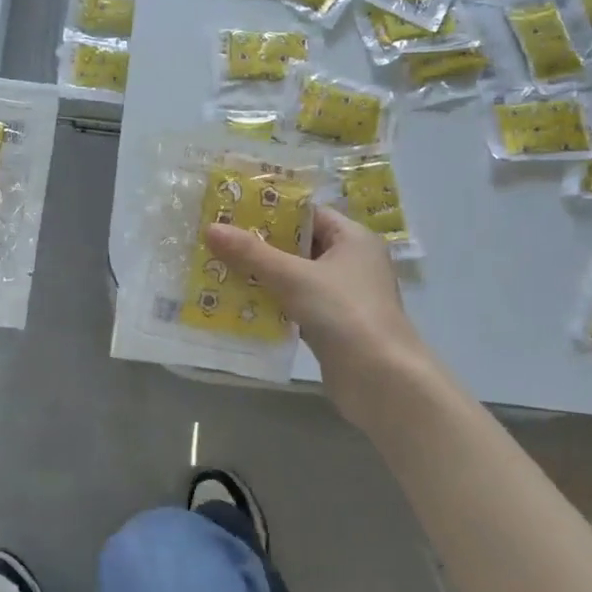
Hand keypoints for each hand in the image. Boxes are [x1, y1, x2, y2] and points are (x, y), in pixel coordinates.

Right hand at [205, 207, 432, 436]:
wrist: (381, 380)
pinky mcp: (332, 325)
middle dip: (259, 245)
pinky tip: (237, 303)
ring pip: (294, 276)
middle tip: (217, 241)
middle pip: (298, 244)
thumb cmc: (343, 313)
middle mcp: (351, 262)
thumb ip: (252, 253)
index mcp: (352, 238)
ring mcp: (342, 296)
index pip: (307, 213)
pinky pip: (295, 304)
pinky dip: (270, 302)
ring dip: (261, 276)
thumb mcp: (293, 277)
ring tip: (218, 269)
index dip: (270, 211)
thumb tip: (211, 228)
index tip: (231, 212)